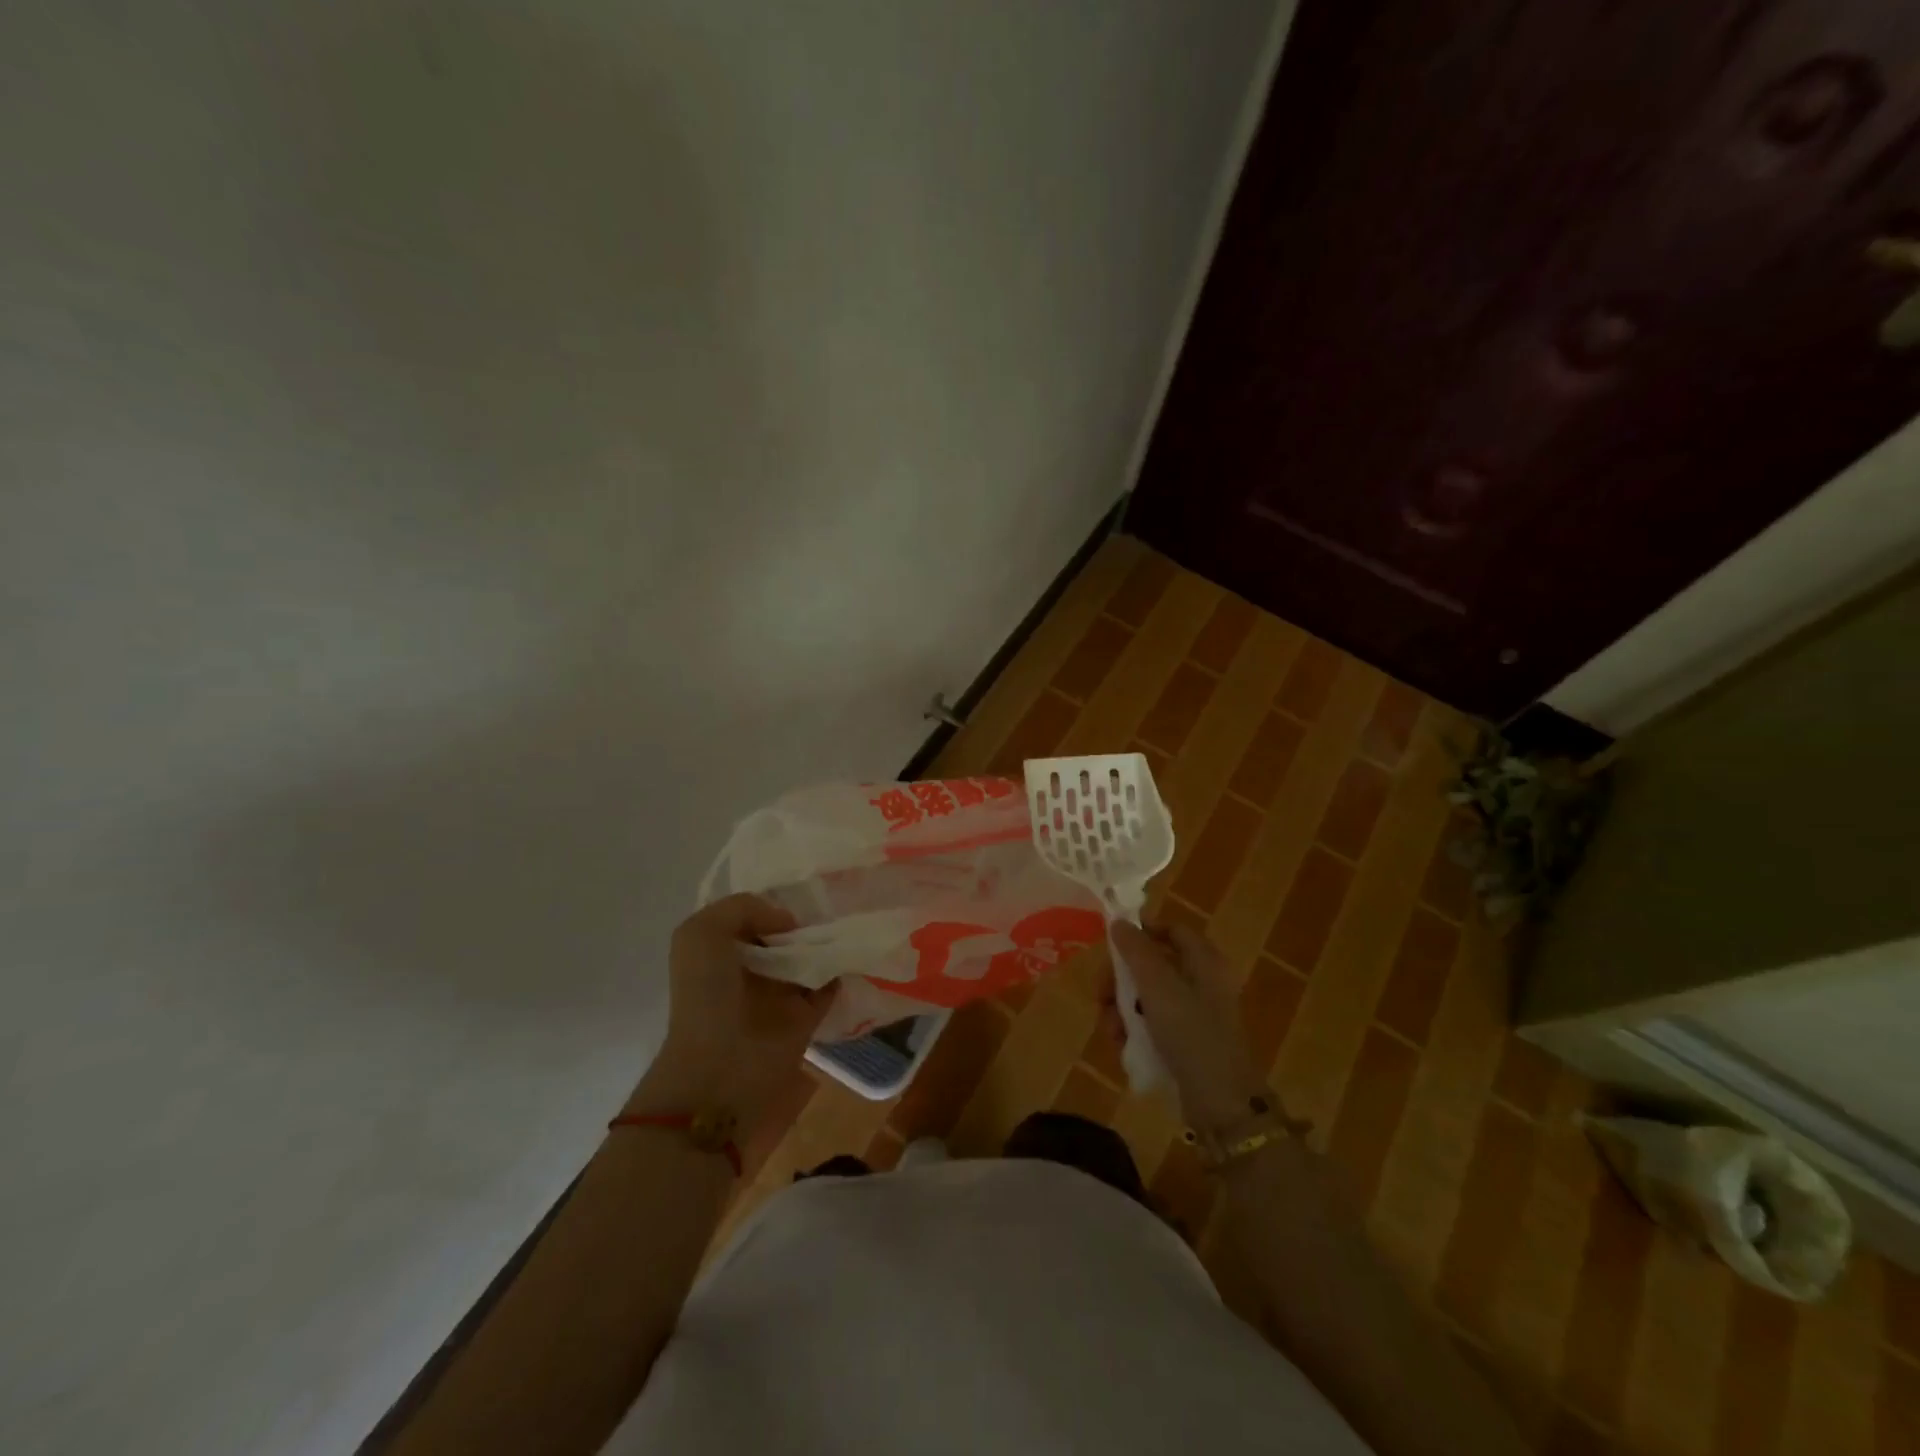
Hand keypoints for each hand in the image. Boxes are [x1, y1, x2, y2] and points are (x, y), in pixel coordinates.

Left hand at [629, 894, 835, 1129]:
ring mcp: (779, 994)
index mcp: (721, 949)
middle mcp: (750, 969)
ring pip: (809, 957)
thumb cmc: (705, 993)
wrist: (721, 1066)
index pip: (753, 915)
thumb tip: (789, 923)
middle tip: (830, 902)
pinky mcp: (806, 1016)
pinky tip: (851, 950)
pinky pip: (830, 985)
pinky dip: (842, 970)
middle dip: (805, 919)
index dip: (773, 901)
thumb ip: (743, 907)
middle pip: (784, 935)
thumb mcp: (701, 932)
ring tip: (847, 921)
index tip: (800, 888)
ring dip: (826, 942)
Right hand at [1109, 921, 1266, 1129]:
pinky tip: (1121, 1043)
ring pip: (1146, 996)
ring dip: (1121, 1008)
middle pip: (1152, 964)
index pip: (1172, 929)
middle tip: (1101, 994)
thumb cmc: (1191, 1033)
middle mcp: (1201, 982)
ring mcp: (1194, 1014)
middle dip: (1121, 978)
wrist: (1221, 1103)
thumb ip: (1136, 951)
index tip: (1111, 944)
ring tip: (1110, 1029)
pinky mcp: (1185, 1041)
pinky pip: (1152, 1023)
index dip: (1142, 930)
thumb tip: (1119, 922)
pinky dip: (1134, 1029)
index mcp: (1204, 961)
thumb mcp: (1158, 986)